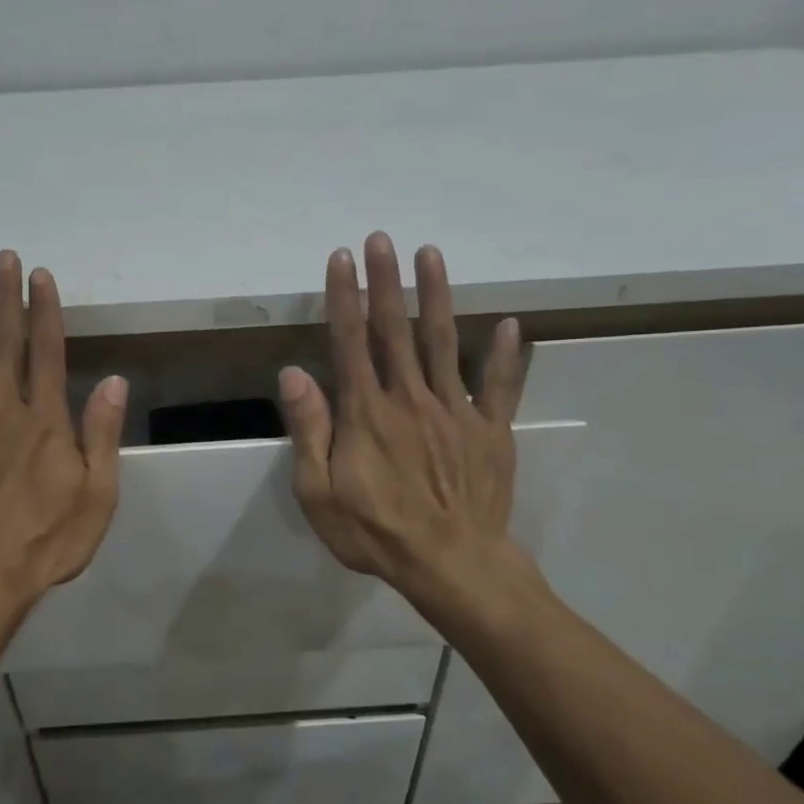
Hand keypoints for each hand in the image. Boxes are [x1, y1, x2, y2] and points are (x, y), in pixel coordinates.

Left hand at [0, 252, 126, 617]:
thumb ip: (102, 435)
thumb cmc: (46, 541)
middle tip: (2, 257)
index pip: (46, 352)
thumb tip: (113, 382)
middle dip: (4, 298)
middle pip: (4, 344)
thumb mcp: (97, 495)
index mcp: (44, 421)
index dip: (44, 311)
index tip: (39, 276)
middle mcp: (1, 411)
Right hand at [277, 232, 530, 619]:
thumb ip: (309, 429)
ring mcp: (455, 410)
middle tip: (382, 238)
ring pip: (443, 342)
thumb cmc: (376, 532)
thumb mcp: (319, 492)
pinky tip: (509, 325)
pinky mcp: (490, 430)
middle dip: (386, 281)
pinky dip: (506, 355)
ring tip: (432, 254)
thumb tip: (293, 373)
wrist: (452, 566)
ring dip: (436, 296)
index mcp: (366, 412)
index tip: (341, 258)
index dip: (344, 297)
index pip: (350, 341)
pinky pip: (500, 386)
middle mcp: (410, 397)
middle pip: (395, 329)